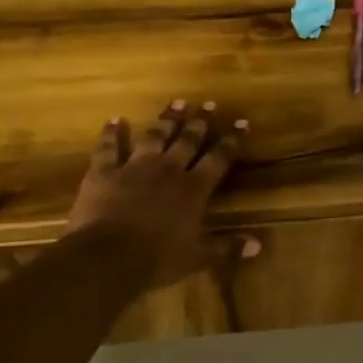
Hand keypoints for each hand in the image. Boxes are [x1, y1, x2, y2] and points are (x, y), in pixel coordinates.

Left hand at [68, 99, 254, 288]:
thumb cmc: (157, 260)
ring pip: (154, 136)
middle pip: (187, 140)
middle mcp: (167, 170)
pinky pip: (108, 148)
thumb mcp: (197, 258)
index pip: (218, 159)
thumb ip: (226, 247)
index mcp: (193, 189)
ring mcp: (134, 167)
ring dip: (166, 119)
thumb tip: (258, 244)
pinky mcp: (104, 172)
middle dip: (200, 122)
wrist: (108, 257)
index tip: (242, 122)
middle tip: (209, 104)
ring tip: (176, 102)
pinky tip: (114, 120)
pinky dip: (111, 133)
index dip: (231, 140)